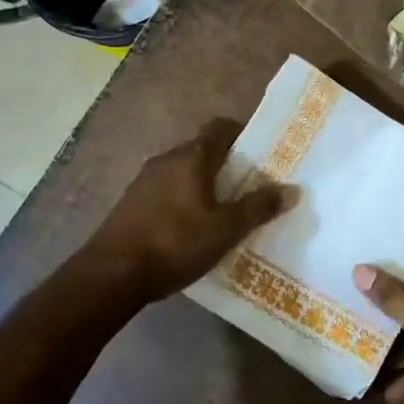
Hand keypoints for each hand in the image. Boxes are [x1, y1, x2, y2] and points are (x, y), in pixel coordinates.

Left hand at [88, 119, 287, 302]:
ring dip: (204, 184)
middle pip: (203, 150)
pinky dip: (183, 200)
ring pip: (184, 172)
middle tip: (250, 187)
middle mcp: (167, 160)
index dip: (242, 134)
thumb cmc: (175, 243)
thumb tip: (292, 189)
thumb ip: (258, 208)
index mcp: (192, 157)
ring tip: (224, 211)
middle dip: (227, 164)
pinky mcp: (131, 203)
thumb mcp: (225, 229)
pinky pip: (167, 191)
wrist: (111, 275)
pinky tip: (192, 229)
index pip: (220, 127)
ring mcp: (144, 181)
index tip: (261, 152)